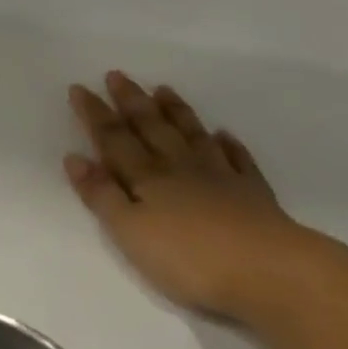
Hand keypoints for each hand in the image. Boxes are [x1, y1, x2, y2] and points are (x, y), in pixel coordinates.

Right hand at [65, 72, 319, 319]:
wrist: (272, 273)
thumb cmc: (189, 258)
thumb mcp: (130, 231)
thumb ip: (102, 195)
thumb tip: (75, 157)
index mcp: (146, 177)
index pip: (113, 138)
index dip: (94, 113)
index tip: (79, 87)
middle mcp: (179, 167)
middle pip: (151, 127)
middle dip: (131, 101)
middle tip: (118, 75)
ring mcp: (220, 178)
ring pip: (192, 135)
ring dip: (175, 112)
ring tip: (164, 89)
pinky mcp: (254, 195)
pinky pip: (239, 160)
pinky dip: (229, 144)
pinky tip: (224, 134)